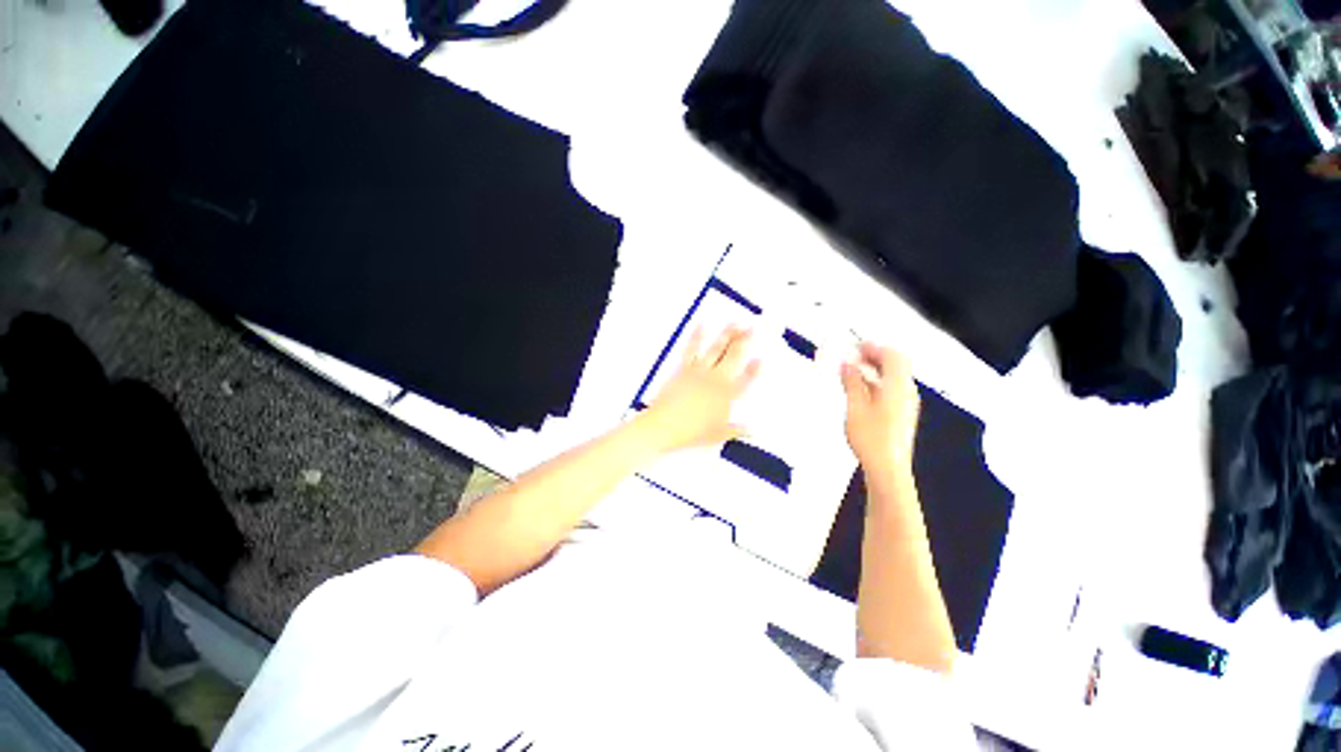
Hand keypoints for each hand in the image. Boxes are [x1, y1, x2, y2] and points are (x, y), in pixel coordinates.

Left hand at [639, 326, 760, 453]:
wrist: (663, 426)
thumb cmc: (691, 433)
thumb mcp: (717, 435)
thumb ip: (736, 430)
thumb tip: (754, 430)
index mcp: (726, 396)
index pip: (746, 380)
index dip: (755, 369)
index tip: (761, 358)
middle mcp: (716, 379)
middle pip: (734, 357)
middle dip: (746, 342)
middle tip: (754, 328)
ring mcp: (699, 371)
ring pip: (717, 349)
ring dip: (728, 334)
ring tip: (738, 322)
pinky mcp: (684, 368)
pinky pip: (692, 348)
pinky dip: (697, 335)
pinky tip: (703, 323)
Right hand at [841, 342, 919, 472]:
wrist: (888, 468)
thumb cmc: (871, 437)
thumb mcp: (855, 406)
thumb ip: (852, 382)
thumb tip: (847, 364)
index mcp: (898, 386)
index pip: (892, 355)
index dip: (874, 347)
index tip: (854, 346)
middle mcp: (907, 391)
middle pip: (896, 364)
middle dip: (875, 356)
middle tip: (853, 357)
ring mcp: (907, 403)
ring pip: (894, 377)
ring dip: (875, 369)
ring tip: (853, 371)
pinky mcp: (903, 414)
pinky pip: (892, 388)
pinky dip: (877, 382)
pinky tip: (861, 390)